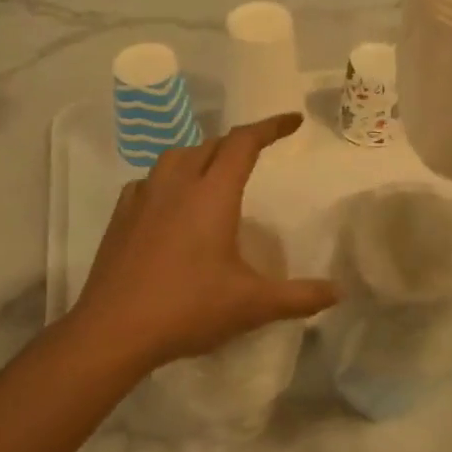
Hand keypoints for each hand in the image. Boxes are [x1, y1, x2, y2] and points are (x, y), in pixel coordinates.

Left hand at [69, 114, 337, 369]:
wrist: (113, 331)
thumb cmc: (188, 309)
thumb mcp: (252, 305)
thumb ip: (299, 297)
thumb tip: (338, 292)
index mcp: (212, 194)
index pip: (244, 143)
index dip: (271, 127)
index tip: (294, 121)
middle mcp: (177, 184)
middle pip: (211, 145)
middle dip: (238, 143)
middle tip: (258, 154)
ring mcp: (143, 198)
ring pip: (176, 157)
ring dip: (201, 156)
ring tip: (215, 174)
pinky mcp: (120, 217)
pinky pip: (149, 181)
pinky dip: (168, 180)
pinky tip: (170, 204)